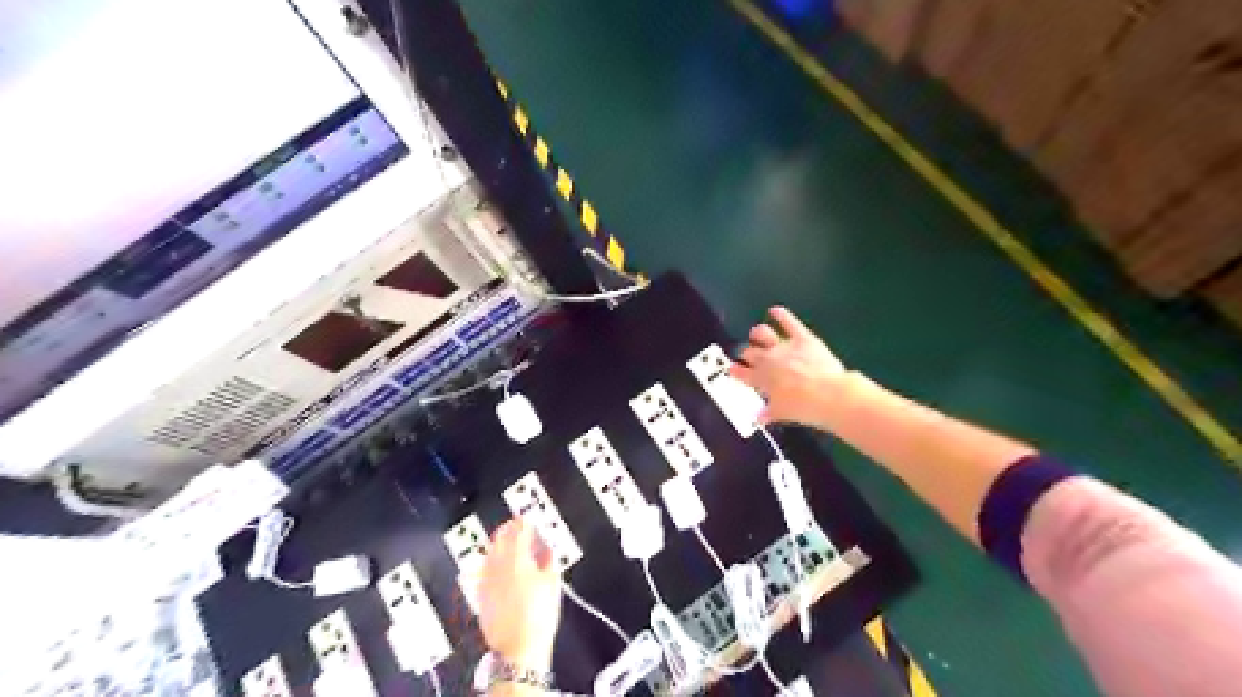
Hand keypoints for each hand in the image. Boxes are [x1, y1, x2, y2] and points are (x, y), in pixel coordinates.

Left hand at [476, 518, 565, 668]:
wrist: (518, 647)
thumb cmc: (539, 613)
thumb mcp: (553, 582)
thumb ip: (549, 560)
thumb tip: (547, 549)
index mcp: (517, 558)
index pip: (518, 531)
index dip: (524, 522)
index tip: (527, 517)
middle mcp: (498, 565)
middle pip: (499, 539)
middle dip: (507, 529)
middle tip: (516, 525)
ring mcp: (486, 579)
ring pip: (489, 553)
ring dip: (497, 543)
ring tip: (506, 542)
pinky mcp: (481, 594)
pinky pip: (483, 569)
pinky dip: (490, 561)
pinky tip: (495, 565)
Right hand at [730, 306, 850, 430]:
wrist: (830, 396)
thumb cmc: (804, 408)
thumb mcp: (782, 414)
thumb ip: (768, 413)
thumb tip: (760, 417)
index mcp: (761, 379)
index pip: (742, 373)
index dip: (735, 371)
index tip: (732, 369)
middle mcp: (768, 360)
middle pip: (750, 353)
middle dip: (746, 353)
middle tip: (747, 355)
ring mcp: (785, 347)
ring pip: (763, 334)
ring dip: (758, 333)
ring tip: (756, 333)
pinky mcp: (802, 338)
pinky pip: (789, 323)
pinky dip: (781, 315)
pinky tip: (775, 310)